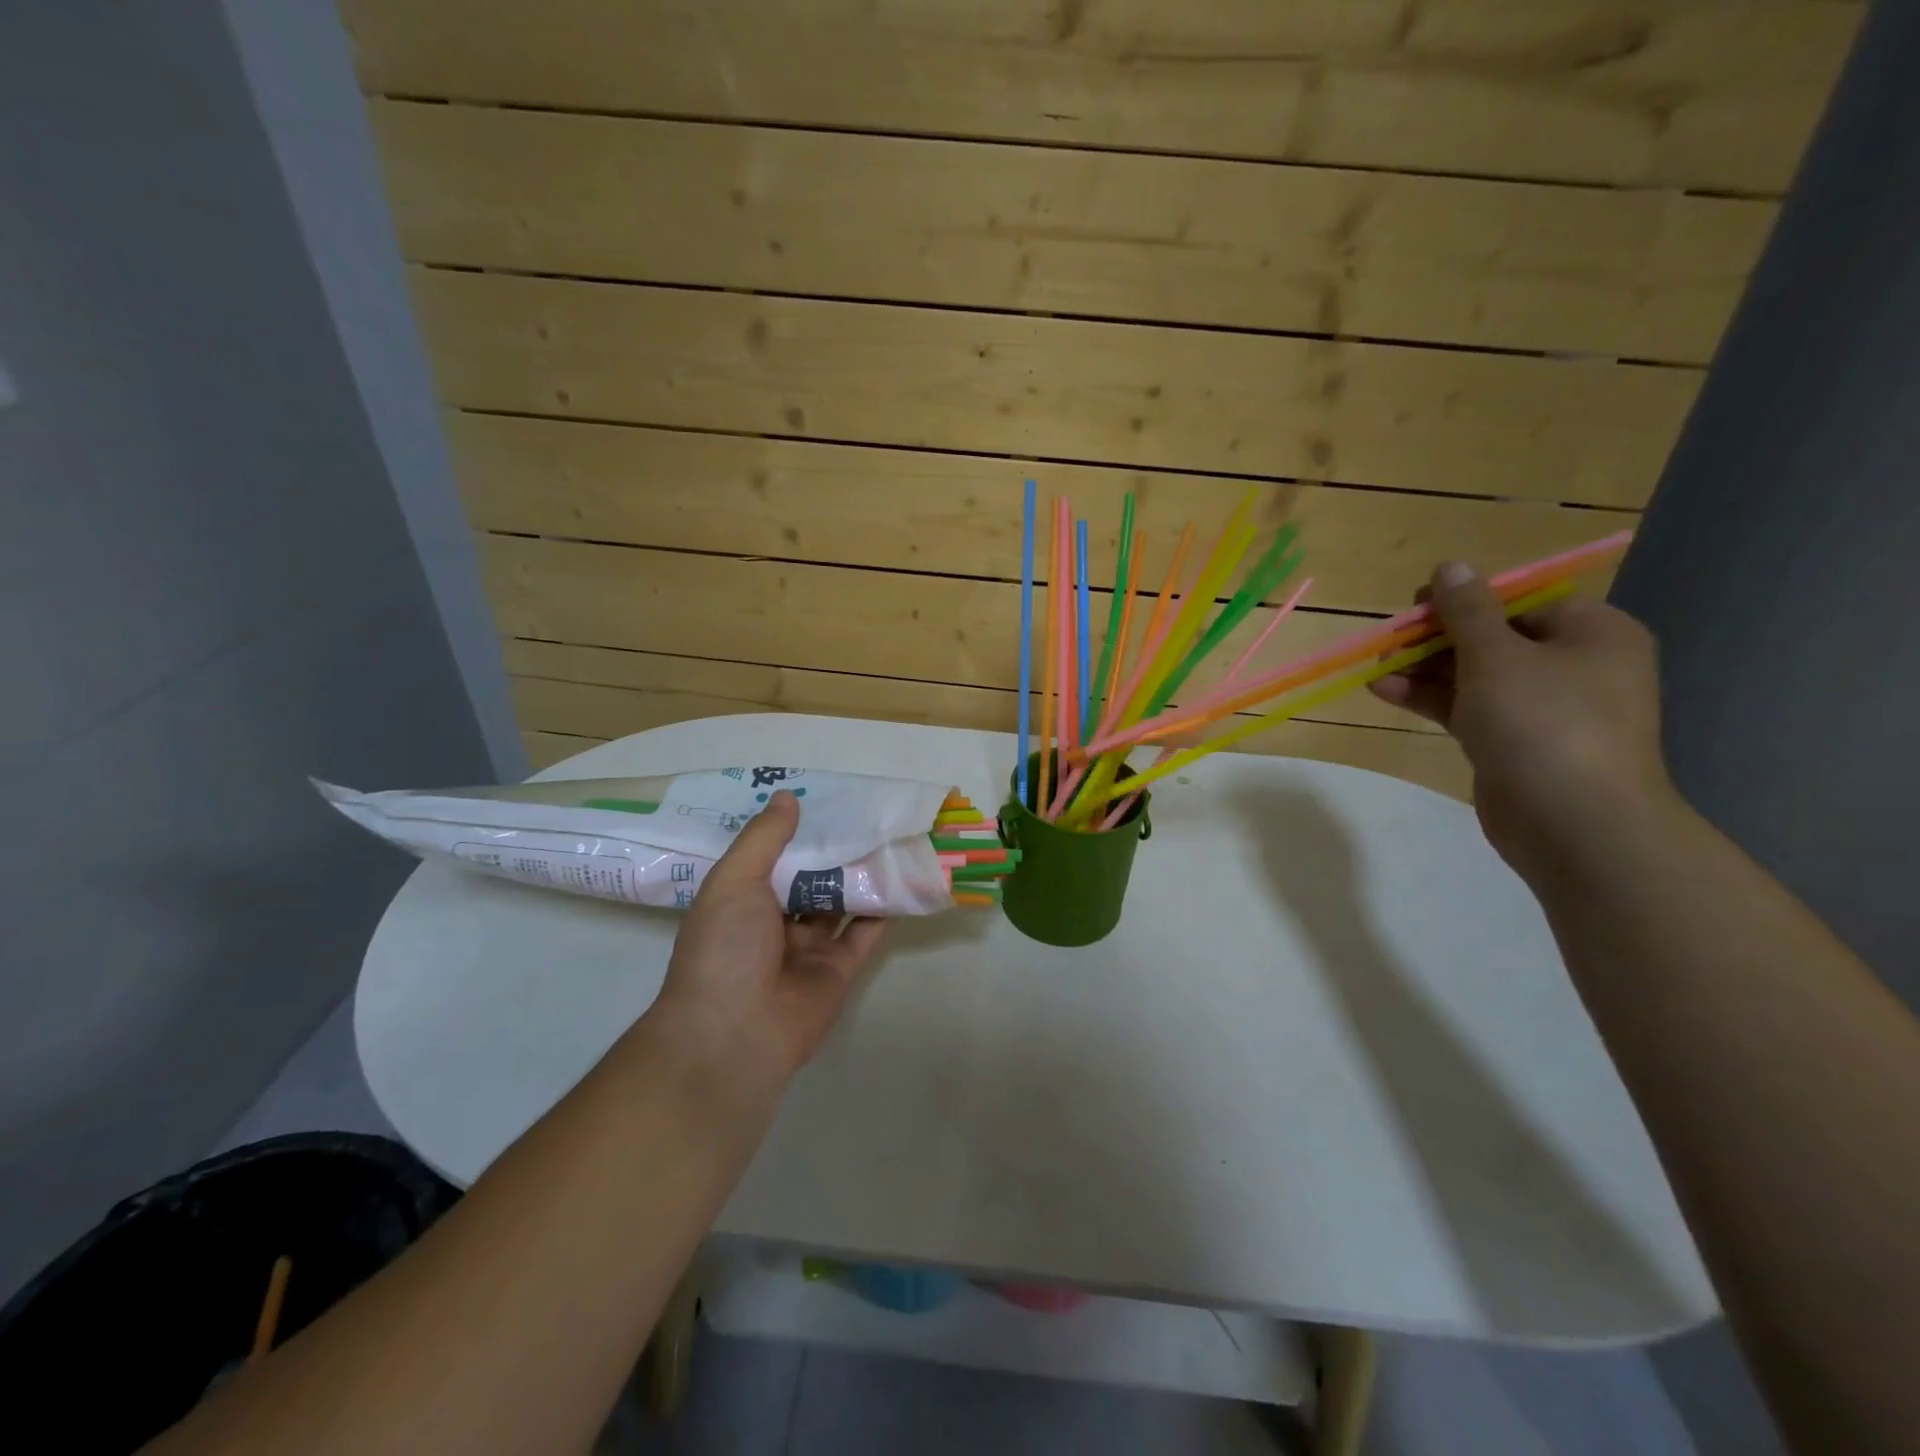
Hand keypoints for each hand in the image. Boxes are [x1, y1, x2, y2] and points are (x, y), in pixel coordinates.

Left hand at [652, 790, 885, 1084]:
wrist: (736, 1033)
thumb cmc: (725, 948)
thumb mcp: (734, 881)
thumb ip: (764, 838)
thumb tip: (787, 797)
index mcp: (742, 901)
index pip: (772, 857)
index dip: (795, 830)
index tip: (823, 798)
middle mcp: (775, 922)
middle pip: (811, 878)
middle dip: (834, 850)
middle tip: (867, 812)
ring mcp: (809, 948)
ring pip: (841, 902)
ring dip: (862, 875)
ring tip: (892, 837)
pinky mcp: (840, 970)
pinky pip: (865, 933)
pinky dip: (884, 909)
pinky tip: (905, 878)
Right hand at [1368, 561, 1678, 875]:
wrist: (1575, 823)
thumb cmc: (1543, 724)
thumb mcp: (1497, 657)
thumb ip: (1467, 611)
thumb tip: (1451, 565)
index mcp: (1591, 633)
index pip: (1522, 601)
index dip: (1466, 600)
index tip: (1416, 606)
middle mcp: (1574, 666)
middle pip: (1493, 638)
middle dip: (1436, 639)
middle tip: (1389, 641)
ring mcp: (1544, 709)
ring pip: (1475, 676)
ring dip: (1425, 670)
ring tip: (1376, 668)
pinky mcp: (1515, 744)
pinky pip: (1469, 709)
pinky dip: (1431, 699)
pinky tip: (1384, 692)